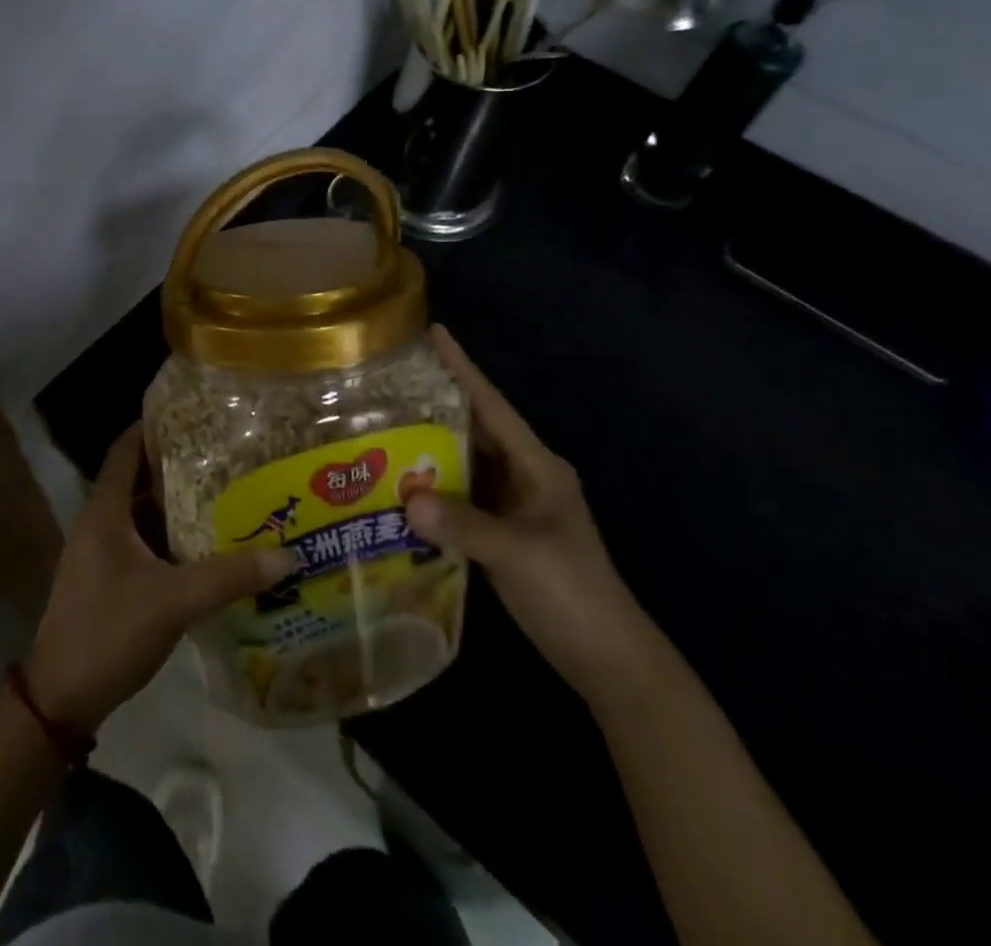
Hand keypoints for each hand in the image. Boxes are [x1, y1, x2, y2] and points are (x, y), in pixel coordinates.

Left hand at [23, 423, 297, 734]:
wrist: (60, 699)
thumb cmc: (109, 631)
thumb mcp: (173, 601)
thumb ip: (229, 576)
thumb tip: (287, 555)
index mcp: (105, 510)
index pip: (126, 448)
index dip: (155, 426)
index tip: (196, 413)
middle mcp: (101, 522)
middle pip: (140, 478)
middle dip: (179, 464)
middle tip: (226, 452)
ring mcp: (103, 552)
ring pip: (144, 513)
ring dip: (178, 503)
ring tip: (227, 490)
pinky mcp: (110, 579)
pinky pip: (145, 543)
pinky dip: (172, 536)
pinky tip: (208, 543)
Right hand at [404, 327, 660, 701]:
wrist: (607, 659)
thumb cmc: (571, 592)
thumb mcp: (518, 554)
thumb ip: (464, 525)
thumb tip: (406, 499)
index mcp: (537, 465)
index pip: (492, 405)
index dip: (463, 368)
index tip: (434, 332)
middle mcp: (524, 475)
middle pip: (474, 429)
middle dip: (435, 405)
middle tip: (387, 383)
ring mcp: (513, 505)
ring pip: (465, 463)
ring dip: (430, 449)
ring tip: (383, 426)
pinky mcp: (501, 532)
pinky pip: (461, 497)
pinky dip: (433, 488)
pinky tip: (400, 486)